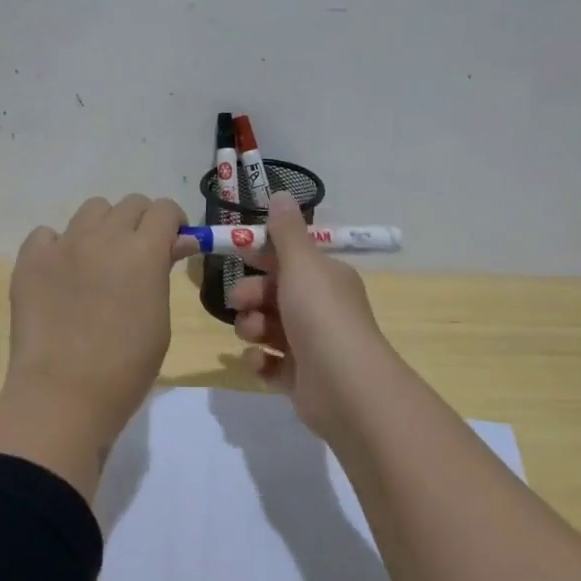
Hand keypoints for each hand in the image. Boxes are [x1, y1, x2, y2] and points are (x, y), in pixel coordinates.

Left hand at [3, 194, 189, 437]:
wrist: (62, 395)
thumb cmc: (125, 369)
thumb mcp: (159, 320)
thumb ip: (162, 274)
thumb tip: (172, 245)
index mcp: (143, 252)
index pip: (165, 209)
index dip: (174, 223)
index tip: (173, 245)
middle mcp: (103, 237)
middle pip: (130, 204)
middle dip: (142, 223)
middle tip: (138, 255)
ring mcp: (63, 245)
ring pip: (91, 210)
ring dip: (104, 227)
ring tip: (99, 261)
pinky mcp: (30, 259)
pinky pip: (47, 234)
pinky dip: (59, 246)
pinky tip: (61, 274)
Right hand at [228, 193, 396, 436]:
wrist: (346, 387)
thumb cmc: (321, 316)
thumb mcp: (301, 265)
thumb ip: (285, 232)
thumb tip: (281, 194)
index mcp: (325, 278)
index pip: (288, 259)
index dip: (260, 256)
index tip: (235, 255)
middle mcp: (320, 308)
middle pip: (272, 294)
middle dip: (251, 295)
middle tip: (241, 303)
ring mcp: (311, 345)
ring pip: (267, 328)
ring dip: (252, 328)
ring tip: (254, 336)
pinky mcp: (300, 378)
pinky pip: (270, 364)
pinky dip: (260, 362)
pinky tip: (259, 363)